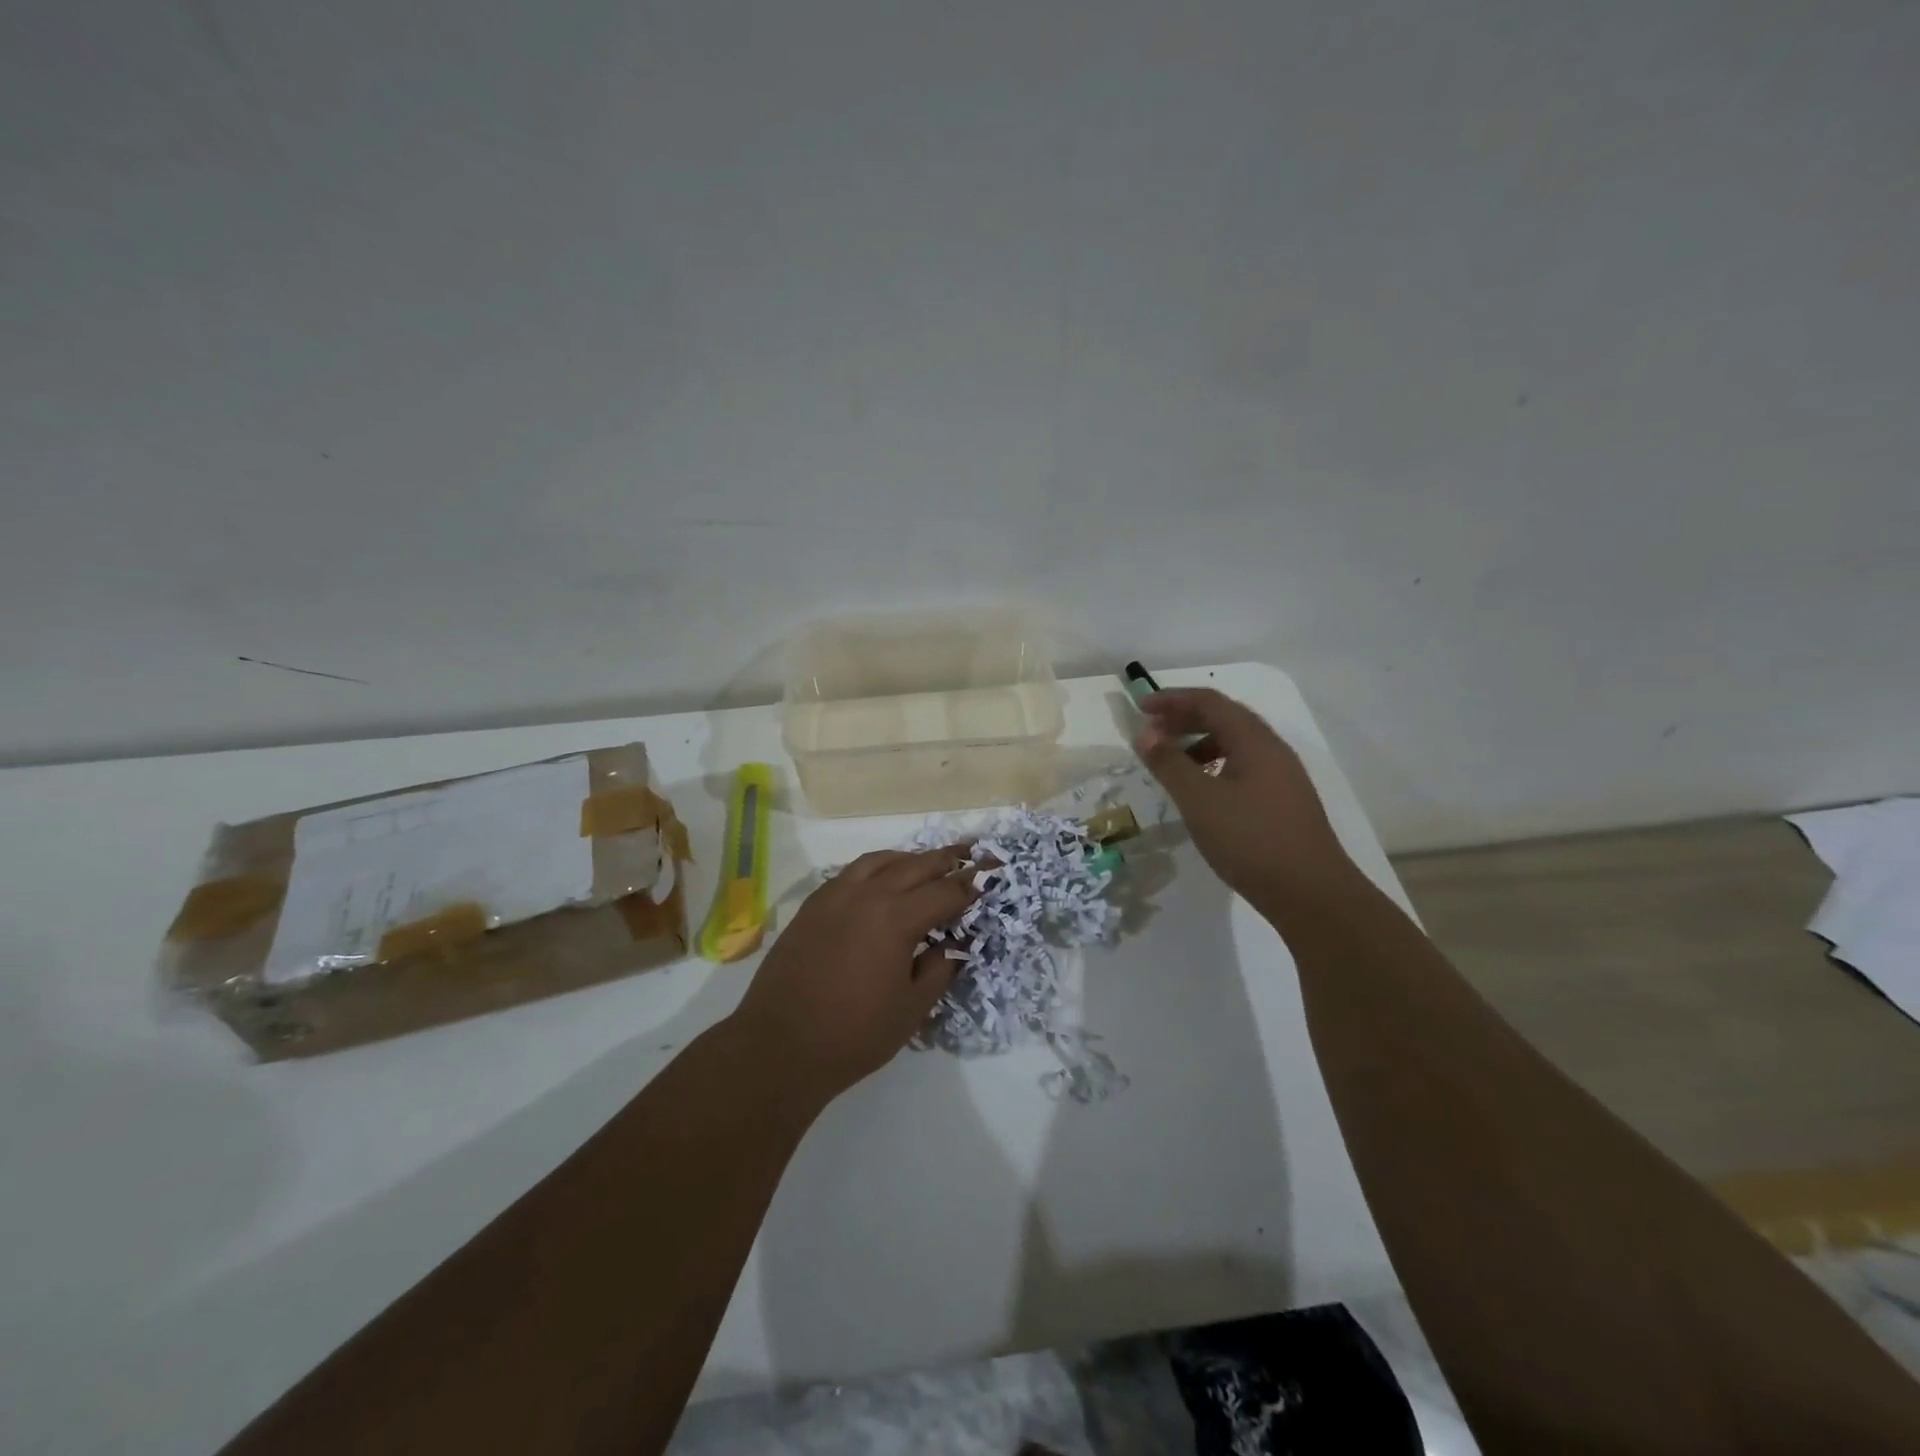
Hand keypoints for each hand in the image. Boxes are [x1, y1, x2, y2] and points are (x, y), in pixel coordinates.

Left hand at [729, 846, 978, 1105]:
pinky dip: (876, 867)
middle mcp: (867, 894)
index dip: (970, 888)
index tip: (987, 882)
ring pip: (881, 861)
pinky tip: (882, 878)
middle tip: (970, 856)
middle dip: (947, 861)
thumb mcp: (911, 1009)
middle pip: (916, 866)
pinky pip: (852, 872)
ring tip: (928, 862)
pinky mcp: (813, 905)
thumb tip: (954, 944)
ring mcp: (835, 895)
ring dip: (910, 859)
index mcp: (896, 918)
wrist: (780, 1046)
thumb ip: (938, 969)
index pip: (945, 892)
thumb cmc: (853, 1034)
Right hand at [1134, 687, 1360, 908]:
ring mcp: (1282, 777)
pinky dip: (1215, 767)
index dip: (1173, 699)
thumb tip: (1145, 733)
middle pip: (1225, 718)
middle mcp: (1272, 750)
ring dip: (1199, 744)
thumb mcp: (1199, 800)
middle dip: (1185, 719)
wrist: (1311, 894)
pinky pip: (1243, 768)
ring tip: (1172, 764)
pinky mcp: (1283, 802)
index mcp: (1254, 741)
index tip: (1141, 708)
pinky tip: (1202, 793)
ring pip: (1235, 744)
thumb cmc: (1251, 840)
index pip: (1210, 702)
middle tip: (1151, 733)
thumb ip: (1169, 764)